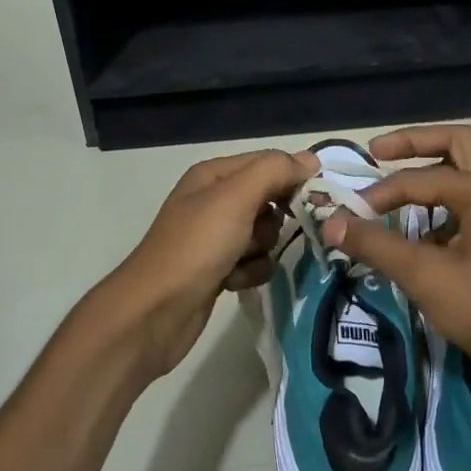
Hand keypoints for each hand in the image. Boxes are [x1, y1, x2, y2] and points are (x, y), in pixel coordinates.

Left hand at [80, 148, 317, 385]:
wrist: (155, 312)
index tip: (315, 199)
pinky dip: (250, 272)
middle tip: (265, 232)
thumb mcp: (235, 198)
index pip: (268, 162)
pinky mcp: (218, 269)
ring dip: (262, 249)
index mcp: (214, 175)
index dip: (292, 177)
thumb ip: (273, 172)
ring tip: (241, 259)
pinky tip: (233, 281)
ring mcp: (215, 237)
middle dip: (274, 218)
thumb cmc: (196, 247)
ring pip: (264, 234)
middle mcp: (213, 201)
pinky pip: (254, 263)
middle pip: (269, 199)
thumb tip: (310, 159)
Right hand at [320, 125, 470, 447]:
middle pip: (458, 144)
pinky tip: (427, 238)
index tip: (351, 212)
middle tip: (377, 152)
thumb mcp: (426, 277)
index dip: (381, 191)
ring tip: (399, 197)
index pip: (422, 177)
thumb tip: (331, 222)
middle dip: (415, 144)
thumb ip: (376, 244)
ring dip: (434, 175)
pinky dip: (449, 206)